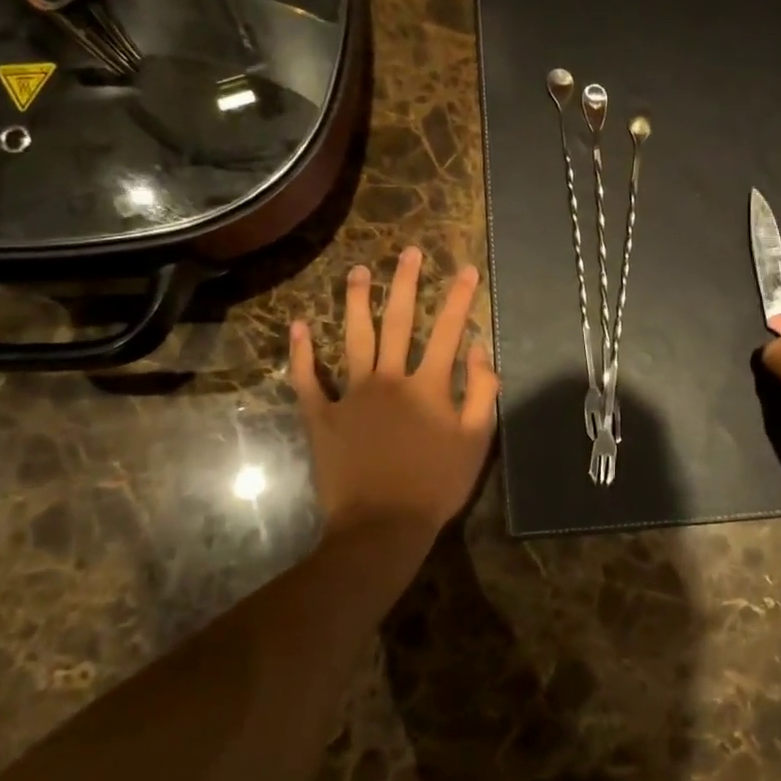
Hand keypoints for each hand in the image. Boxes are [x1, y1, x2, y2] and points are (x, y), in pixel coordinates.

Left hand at [289, 246, 498, 536]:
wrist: (382, 528)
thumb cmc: (436, 485)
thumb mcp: (476, 440)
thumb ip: (483, 391)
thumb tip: (480, 347)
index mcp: (428, 385)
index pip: (448, 331)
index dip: (459, 297)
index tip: (466, 268)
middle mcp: (389, 379)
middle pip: (399, 322)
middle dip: (406, 284)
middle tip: (409, 252)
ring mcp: (351, 395)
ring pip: (354, 338)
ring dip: (357, 302)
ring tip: (358, 271)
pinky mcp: (320, 416)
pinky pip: (307, 380)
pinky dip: (301, 354)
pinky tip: (298, 325)